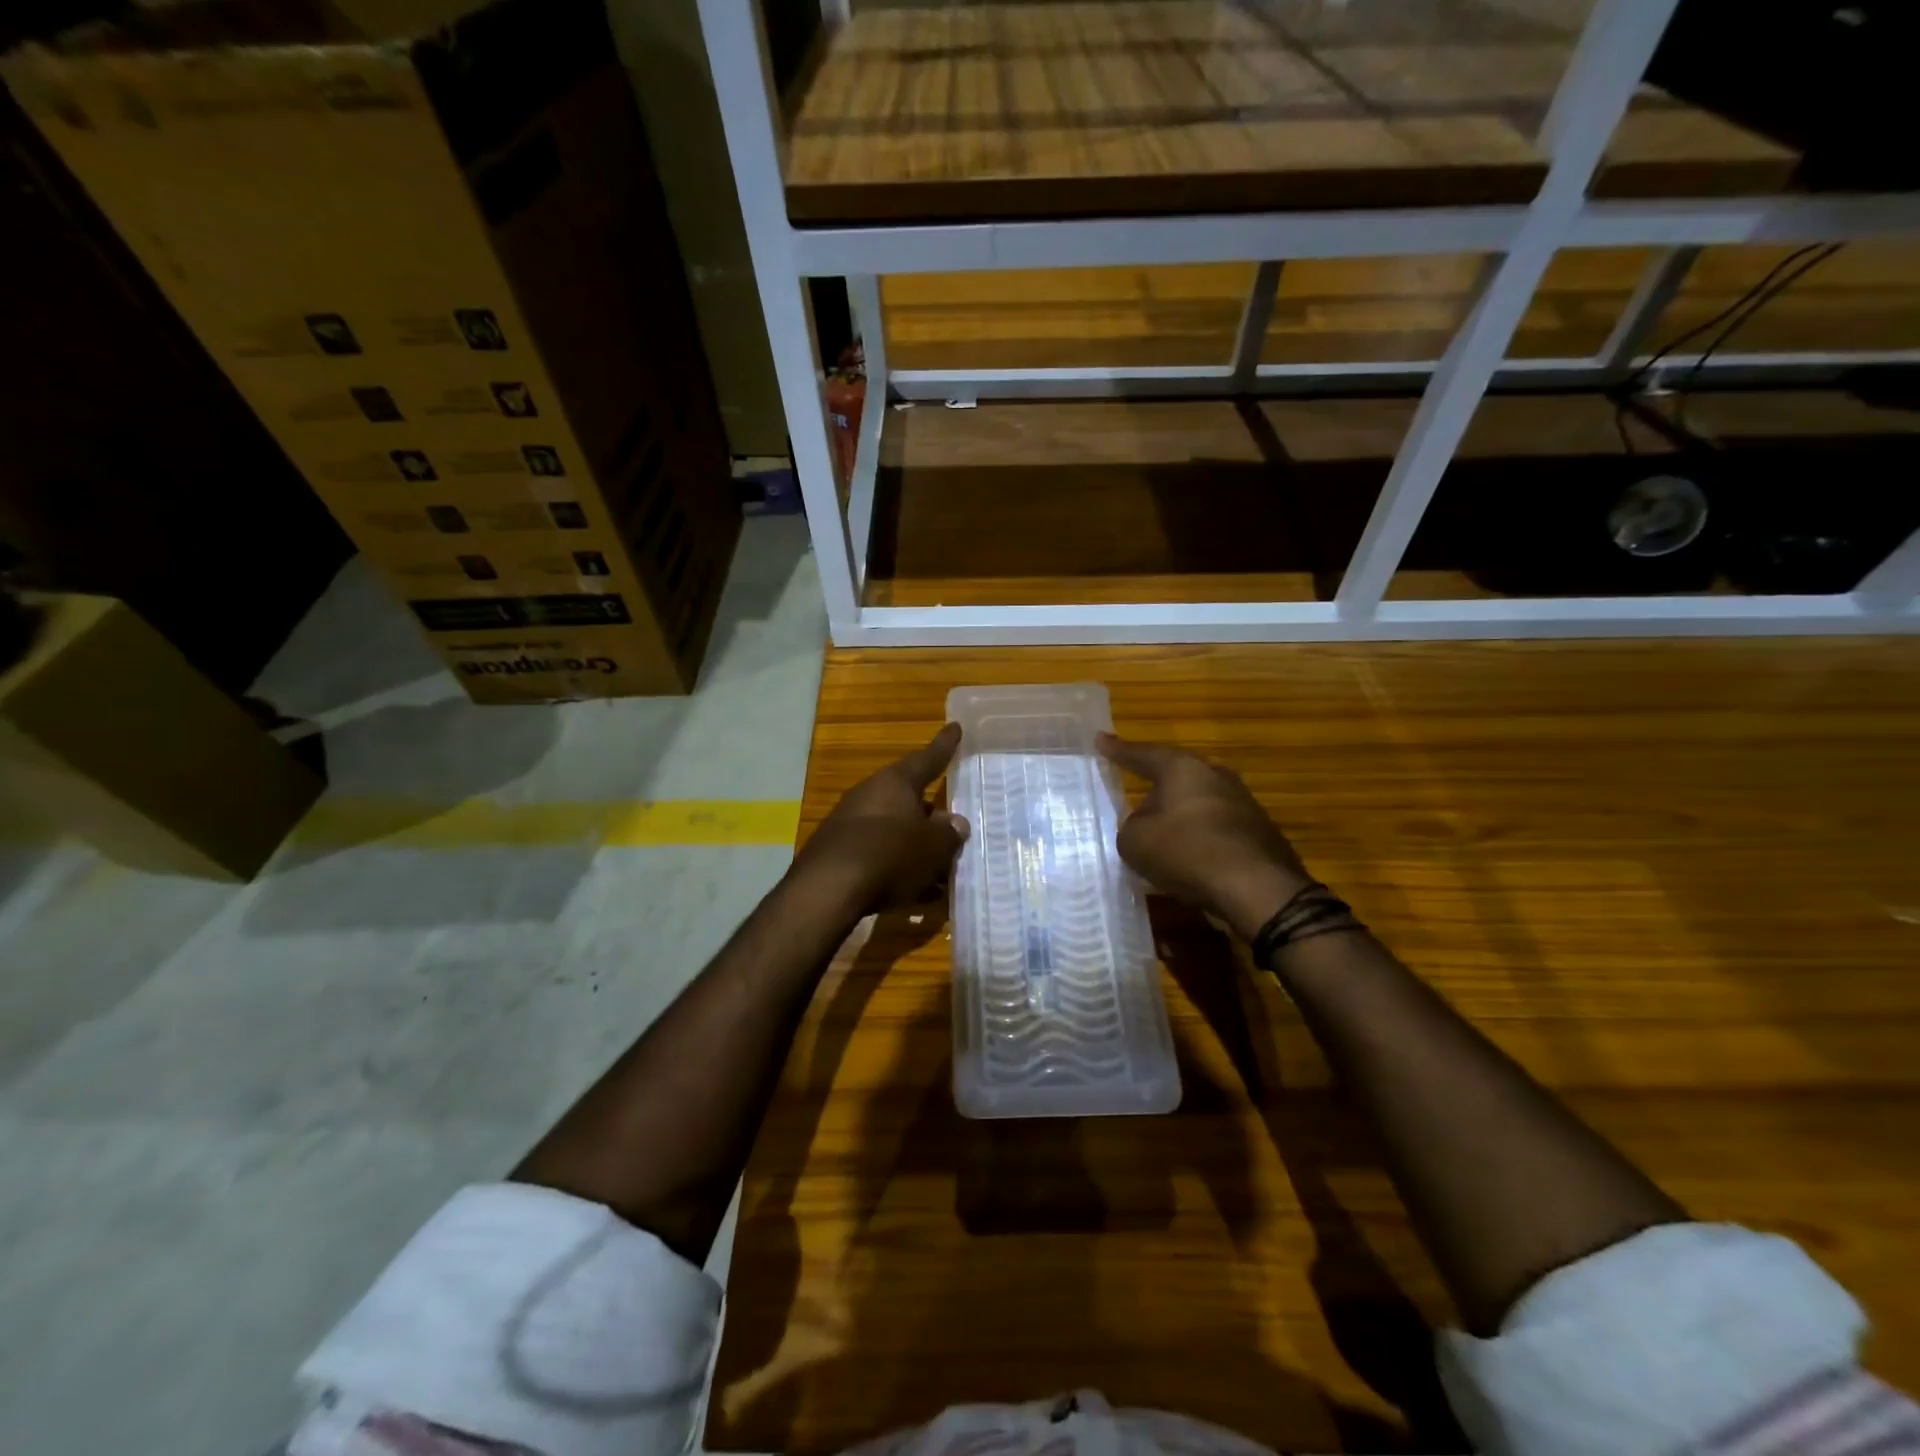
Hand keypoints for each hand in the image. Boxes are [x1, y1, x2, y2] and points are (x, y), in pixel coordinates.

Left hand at [791, 723, 969, 913]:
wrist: (828, 889)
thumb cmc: (891, 855)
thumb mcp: (933, 847)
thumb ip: (948, 833)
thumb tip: (954, 822)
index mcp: (895, 782)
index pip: (927, 759)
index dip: (944, 746)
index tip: (955, 727)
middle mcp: (869, 793)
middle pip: (907, 799)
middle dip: (928, 815)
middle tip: (949, 829)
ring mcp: (848, 822)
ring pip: (892, 829)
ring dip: (912, 846)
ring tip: (937, 871)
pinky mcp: (835, 851)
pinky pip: (875, 853)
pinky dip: (894, 866)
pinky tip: (911, 891)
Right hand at [1097, 733, 1310, 941]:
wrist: (1258, 888)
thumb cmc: (1187, 852)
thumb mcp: (1135, 842)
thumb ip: (1129, 827)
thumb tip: (1143, 825)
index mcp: (1182, 768)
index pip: (1142, 754)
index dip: (1118, 750)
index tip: (1101, 739)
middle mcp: (1215, 775)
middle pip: (1176, 776)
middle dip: (1155, 787)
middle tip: (1135, 792)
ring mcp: (1242, 802)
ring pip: (1198, 803)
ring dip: (1178, 816)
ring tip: (1160, 834)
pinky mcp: (1258, 832)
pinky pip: (1215, 828)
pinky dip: (1199, 838)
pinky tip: (1189, 858)